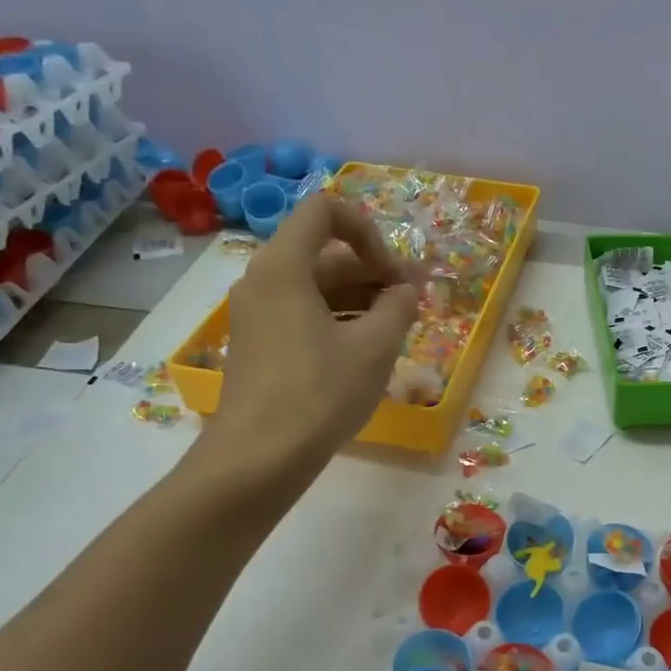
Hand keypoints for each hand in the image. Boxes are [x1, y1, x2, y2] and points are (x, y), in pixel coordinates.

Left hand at [199, 193, 418, 472]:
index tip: (393, 273)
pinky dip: (338, 317)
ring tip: (399, 325)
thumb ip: (398, 307)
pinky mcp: (259, 344)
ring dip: (360, 295)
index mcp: (284, 267)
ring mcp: (257, 314)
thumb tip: (406, 291)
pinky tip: (369, 347)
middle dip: (373, 269)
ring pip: (316, 285)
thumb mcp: (374, 347)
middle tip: (413, 300)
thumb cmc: (319, 394)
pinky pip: (303, 312)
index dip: (368, 231)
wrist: (258, 460)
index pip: (325, 211)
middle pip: (323, 251)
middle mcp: (263, 280)